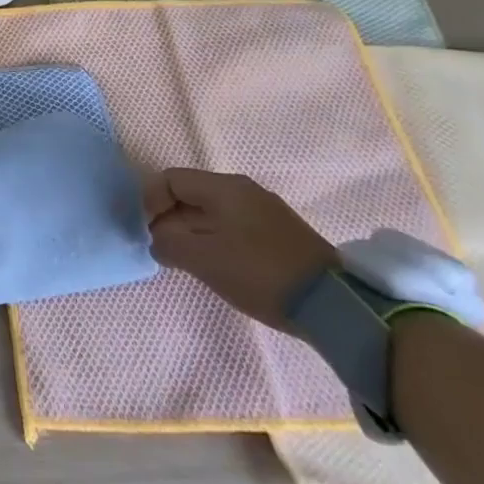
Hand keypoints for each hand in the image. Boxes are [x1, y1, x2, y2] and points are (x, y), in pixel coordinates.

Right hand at [144, 169, 337, 330]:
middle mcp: (243, 191)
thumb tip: (157, 240)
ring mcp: (265, 212)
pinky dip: (215, 241)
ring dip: (191, 233)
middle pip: (191, 194)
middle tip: (163, 251)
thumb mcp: (204, 260)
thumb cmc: (260, 272)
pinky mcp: (279, 235)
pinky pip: (232, 227)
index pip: (171, 179)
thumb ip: (170, 244)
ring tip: (186, 263)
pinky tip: (217, 268)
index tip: (148, 233)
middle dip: (169, 219)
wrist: (335, 304)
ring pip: (212, 213)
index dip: (150, 202)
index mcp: (224, 187)